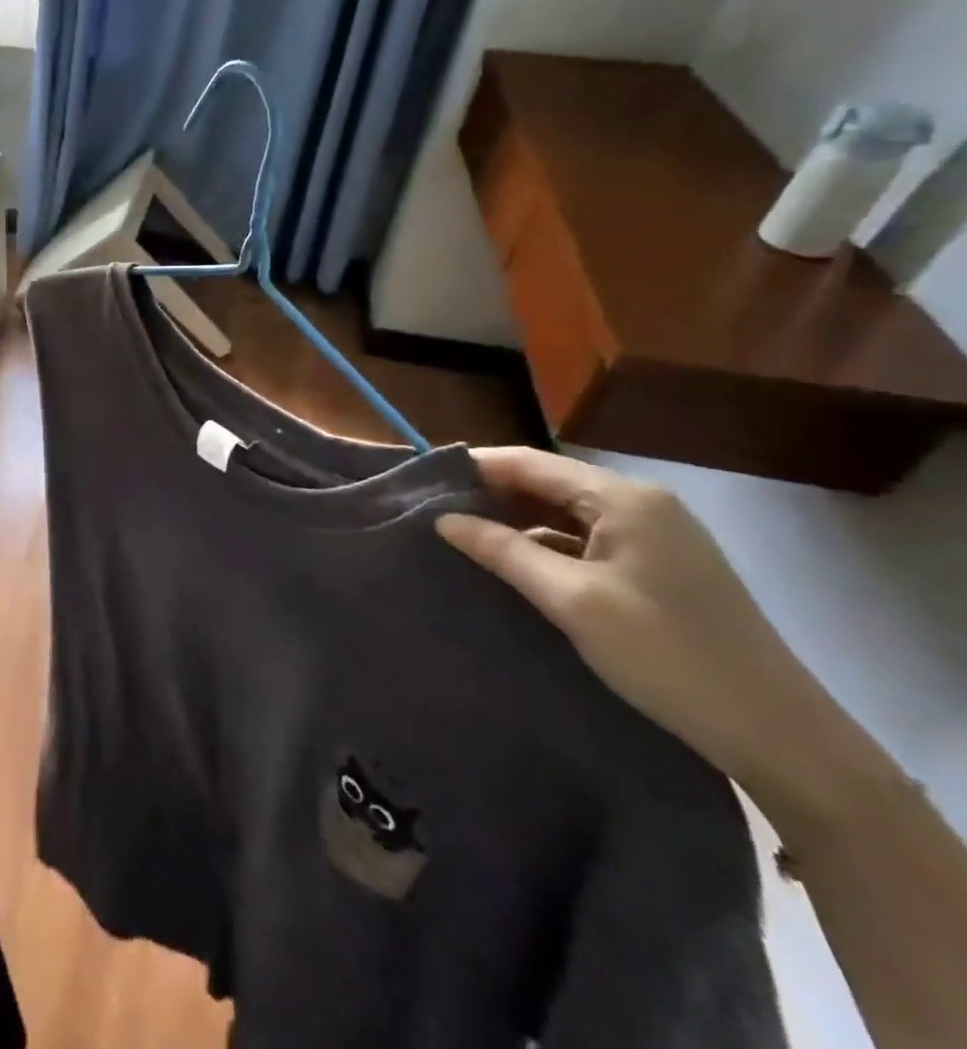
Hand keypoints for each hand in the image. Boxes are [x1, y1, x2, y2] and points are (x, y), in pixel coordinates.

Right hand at [434, 448, 829, 801]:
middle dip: (489, 496)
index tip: (419, 484)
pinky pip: (583, 540)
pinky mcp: (656, 567)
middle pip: (545, 483)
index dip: (472, 468)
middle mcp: (640, 504)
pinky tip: (512, 566)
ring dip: (514, 522)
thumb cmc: (669, 656)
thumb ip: (504, 551)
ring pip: (562, 513)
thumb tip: (443, 519)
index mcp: (623, 499)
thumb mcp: (573, 601)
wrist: (779, 736)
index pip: (528, 462)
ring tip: (461, 539)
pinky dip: (543, 546)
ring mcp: (653, 536)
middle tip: (432, 515)